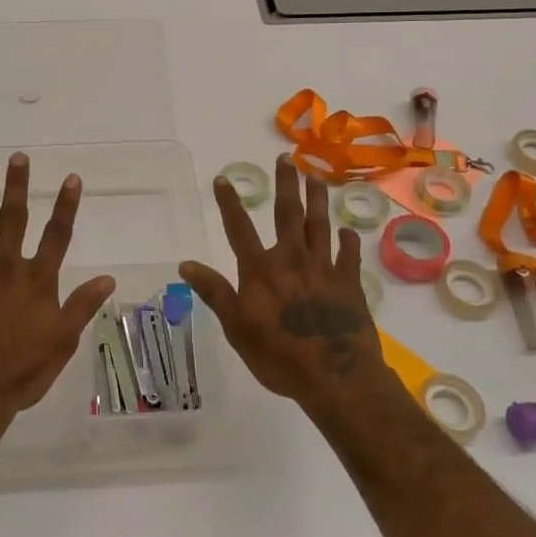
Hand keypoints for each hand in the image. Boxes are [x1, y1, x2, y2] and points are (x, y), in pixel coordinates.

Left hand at [0, 154, 117, 431]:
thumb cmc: (21, 371)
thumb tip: (108, 277)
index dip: (65, 205)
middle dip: (18, 186)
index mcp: (37, 280)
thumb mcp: (62, 342)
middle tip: (18, 157)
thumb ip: (82, 306)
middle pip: (14, 219)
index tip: (71, 177)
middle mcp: (6, 267)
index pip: (57, 234)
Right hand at [178, 154, 391, 410]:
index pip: (239, 229)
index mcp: (261, 270)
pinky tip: (347, 230)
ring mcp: (324, 269)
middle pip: (288, 214)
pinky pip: (349, 255)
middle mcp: (292, 260)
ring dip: (317, 200)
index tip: (223, 179)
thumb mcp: (237, 328)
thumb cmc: (279, 356)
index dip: (229, 203)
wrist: (337, 378)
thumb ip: (215, 292)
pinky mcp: (350, 283)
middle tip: (287, 158)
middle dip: (286, 184)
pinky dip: (348, 241)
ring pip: (320, 225)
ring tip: (316, 177)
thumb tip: (186, 264)